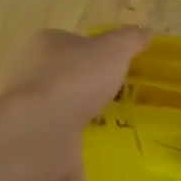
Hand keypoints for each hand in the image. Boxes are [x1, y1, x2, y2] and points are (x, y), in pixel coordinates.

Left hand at [0, 27, 149, 180]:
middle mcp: (35, 73)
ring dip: (92, 117)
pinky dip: (85, 143)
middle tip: (128, 96)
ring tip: (125, 125)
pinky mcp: (37, 139)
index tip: (123, 66)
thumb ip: (130, 39)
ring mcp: (34, 108)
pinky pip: (69, 138)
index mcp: (48, 44)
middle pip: (73, 75)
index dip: (100, 51)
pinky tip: (108, 148)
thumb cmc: (75, 79)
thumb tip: (145, 33)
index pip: (76, 42)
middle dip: (97, 86)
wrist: (40, 131)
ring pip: (70, 108)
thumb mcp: (114, 49)